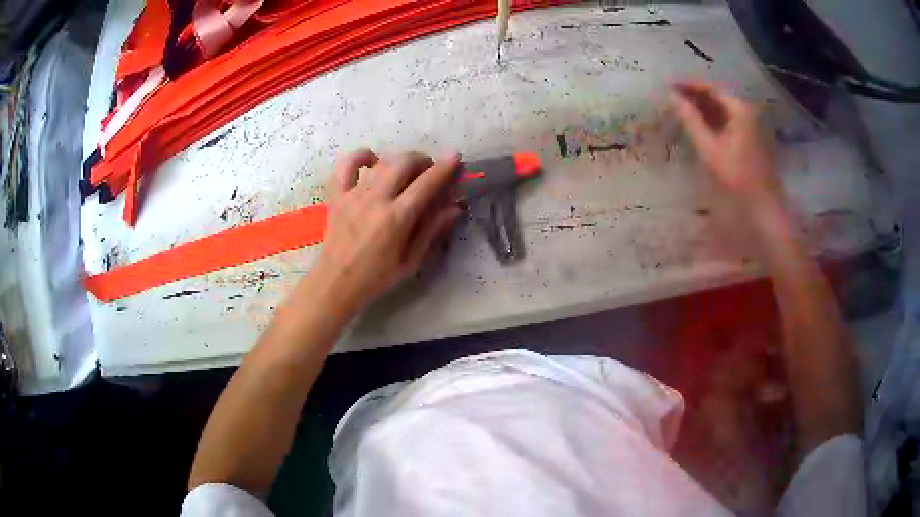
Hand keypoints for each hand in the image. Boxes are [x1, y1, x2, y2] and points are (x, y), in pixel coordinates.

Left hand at [309, 149, 462, 312]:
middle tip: (429, 170)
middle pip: (403, 163)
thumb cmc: (376, 276)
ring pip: (381, 162)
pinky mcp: (337, 195)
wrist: (336, 282)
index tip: (455, 158)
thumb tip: (455, 207)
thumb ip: (432, 231)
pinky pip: (346, 164)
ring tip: (405, 170)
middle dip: (422, 160)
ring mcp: (353, 194)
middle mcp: (376, 199)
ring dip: (398, 160)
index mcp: (397, 218)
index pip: (426, 183)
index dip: (444, 168)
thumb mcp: (411, 261)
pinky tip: (371, 161)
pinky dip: (360, 156)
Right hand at [670, 82, 781, 214]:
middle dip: (694, 94)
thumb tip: (672, 97)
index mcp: (739, 109)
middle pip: (717, 95)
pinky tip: (697, 122)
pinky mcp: (748, 135)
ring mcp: (749, 123)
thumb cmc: (737, 176)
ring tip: (680, 107)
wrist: (762, 204)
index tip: (669, 85)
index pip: (711, 87)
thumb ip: (691, 120)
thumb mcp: (710, 148)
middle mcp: (746, 110)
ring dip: (702, 106)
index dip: (689, 85)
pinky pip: (727, 118)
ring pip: (721, 107)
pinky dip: (711, 118)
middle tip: (672, 96)